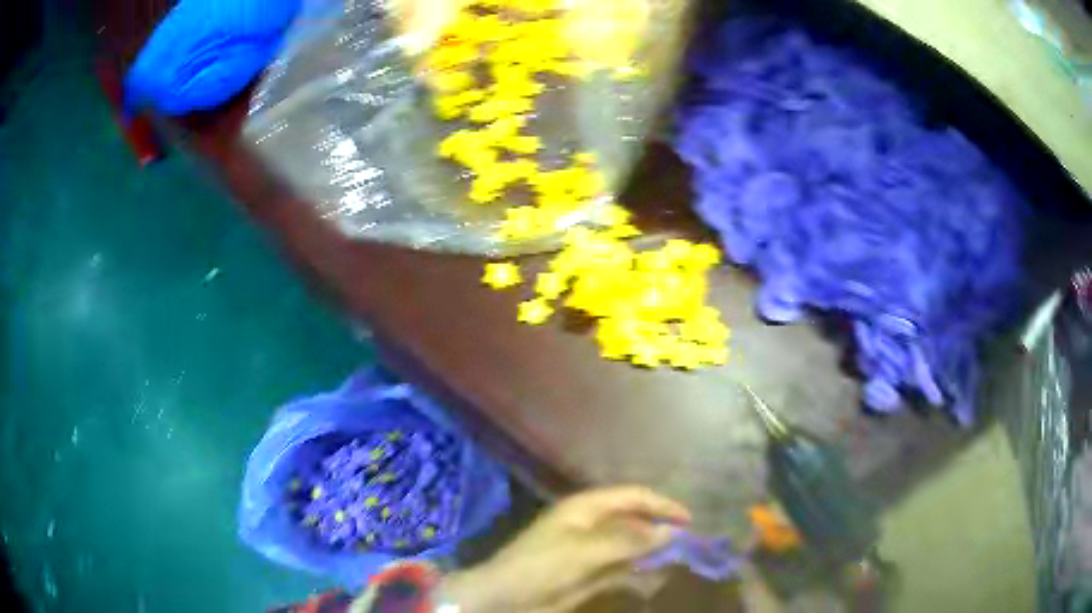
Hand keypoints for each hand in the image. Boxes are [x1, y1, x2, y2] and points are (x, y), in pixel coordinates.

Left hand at [439, 486, 690, 612]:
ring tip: (680, 555)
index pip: (632, 496)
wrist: (506, 598)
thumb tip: (669, 531)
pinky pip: (621, 565)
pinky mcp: (589, 572)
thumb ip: (628, 541)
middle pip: (633, 519)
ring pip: (630, 543)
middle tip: (690, 540)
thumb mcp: (585, 551)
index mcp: (586, 508)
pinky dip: (639, 567)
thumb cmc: (542, 566)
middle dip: (659, 526)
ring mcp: (590, 549)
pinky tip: (656, 572)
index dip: (661, 504)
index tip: (688, 519)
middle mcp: (591, 524)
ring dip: (652, 548)